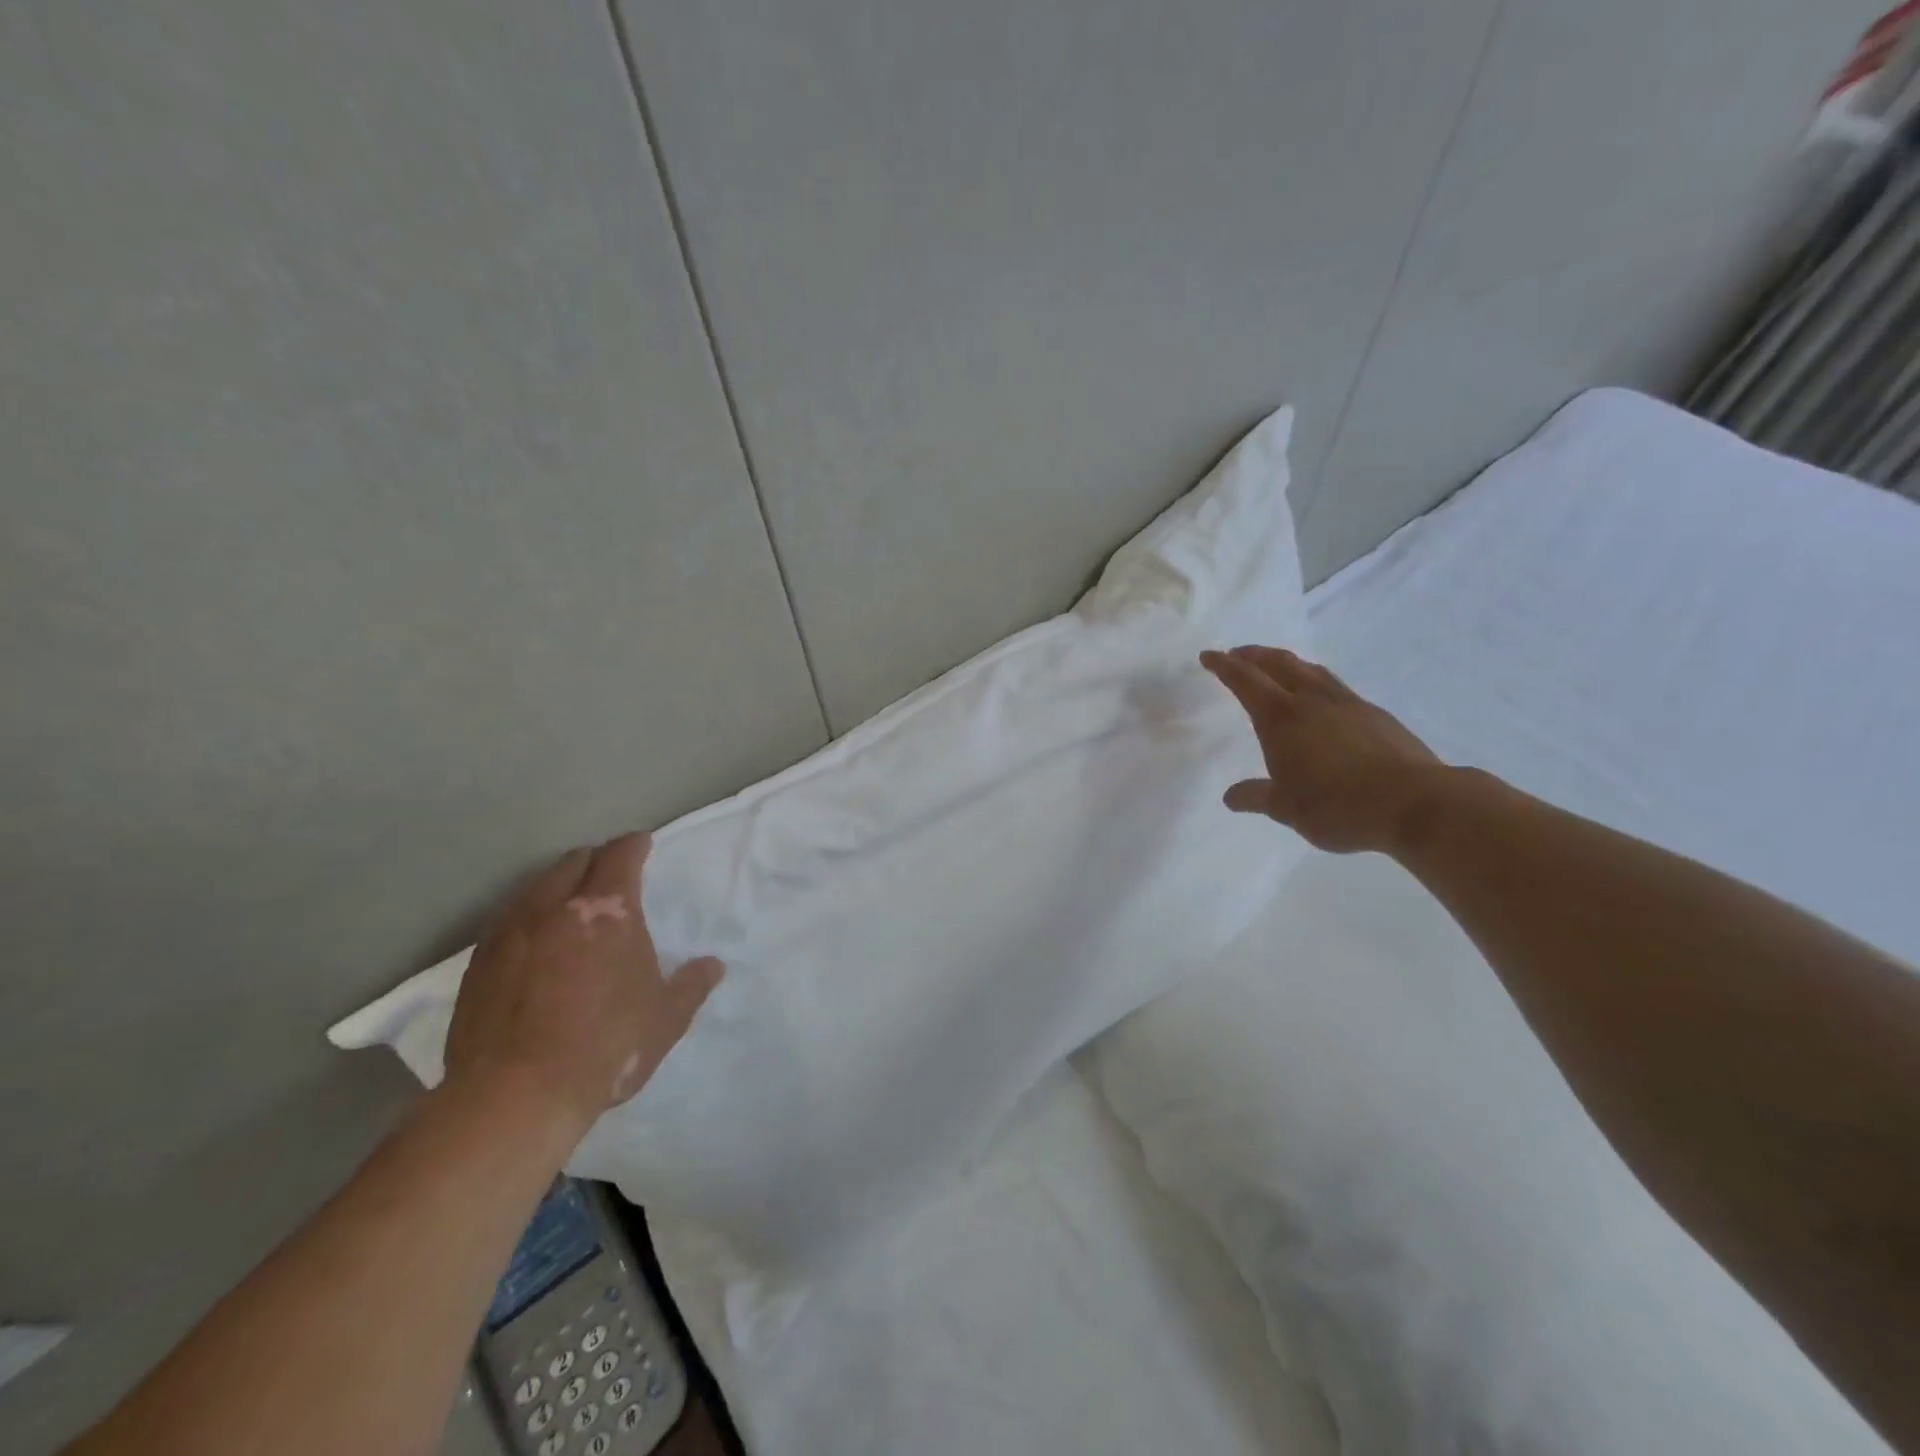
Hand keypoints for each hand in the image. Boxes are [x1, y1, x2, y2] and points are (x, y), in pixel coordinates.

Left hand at [442, 832, 722, 1135]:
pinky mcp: (478, 963)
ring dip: (558, 884)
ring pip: (535, 886)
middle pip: (574, 862)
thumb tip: (713, 965)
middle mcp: (556, 907)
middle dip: (596, 860)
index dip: (635, 845)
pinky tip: (533, 941)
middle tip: (610, 875)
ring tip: (570, 904)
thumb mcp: (666, 1019)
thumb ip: (692, 985)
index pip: (621, 855)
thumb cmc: (606, 1047)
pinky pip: (507, 920)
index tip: (643, 844)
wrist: (514, 1096)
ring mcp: (510, 933)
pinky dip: (527, 917)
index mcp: (609, 911)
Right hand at [1201, 646, 1446, 854]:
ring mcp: (1348, 704)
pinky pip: (1336, 687)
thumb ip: (1256, 797)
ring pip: (1311, 670)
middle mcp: (1312, 701)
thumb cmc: (1338, 805)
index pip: (1245, 681)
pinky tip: (1321, 700)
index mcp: (1281, 718)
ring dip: (1287, 663)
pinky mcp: (1375, 715)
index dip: (1224, 666)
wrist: (1415, 803)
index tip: (1209, 655)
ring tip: (1277, 667)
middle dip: (1254, 655)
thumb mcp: (1286, 808)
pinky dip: (1316, 682)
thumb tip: (1230, 797)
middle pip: (1279, 663)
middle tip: (1238, 654)